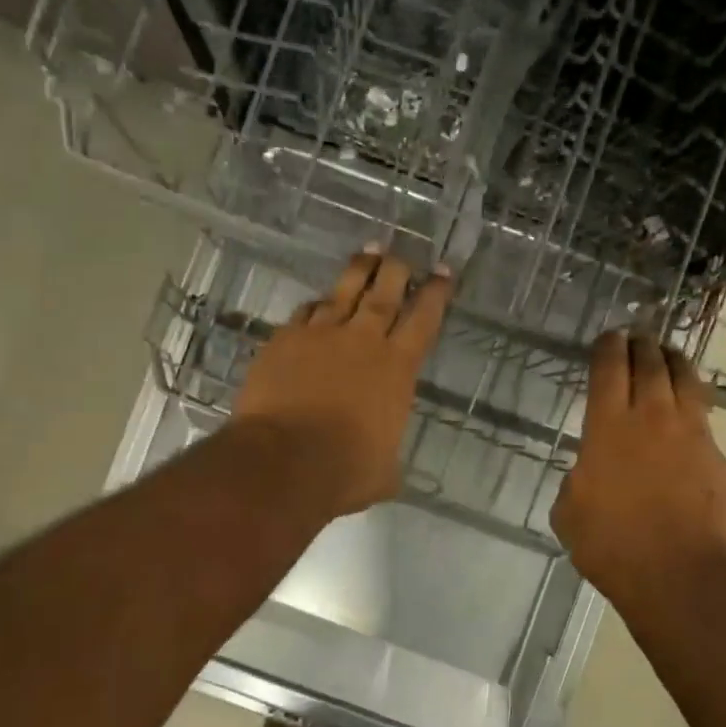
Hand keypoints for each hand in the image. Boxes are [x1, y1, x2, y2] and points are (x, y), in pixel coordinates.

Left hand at [233, 246, 452, 517]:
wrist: (284, 461)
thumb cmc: (344, 471)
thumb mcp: (382, 473)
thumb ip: (387, 459)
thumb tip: (386, 469)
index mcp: (397, 369)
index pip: (424, 319)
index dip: (435, 293)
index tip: (442, 271)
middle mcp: (362, 341)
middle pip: (384, 292)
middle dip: (397, 270)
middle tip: (401, 255)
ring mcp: (320, 335)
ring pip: (344, 291)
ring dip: (359, 270)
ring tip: (368, 253)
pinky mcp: (283, 341)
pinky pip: (305, 312)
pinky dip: (316, 305)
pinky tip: (317, 302)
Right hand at [552, 332, 725, 606]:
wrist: (678, 573)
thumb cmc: (611, 545)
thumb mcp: (569, 512)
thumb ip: (578, 479)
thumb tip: (590, 472)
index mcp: (608, 428)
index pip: (610, 370)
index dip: (608, 348)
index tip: (609, 337)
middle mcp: (652, 418)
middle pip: (651, 365)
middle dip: (642, 345)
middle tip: (637, 337)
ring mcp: (692, 435)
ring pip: (686, 381)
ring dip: (674, 362)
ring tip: (668, 355)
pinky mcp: (717, 457)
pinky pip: (703, 417)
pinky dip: (692, 404)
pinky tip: (687, 411)